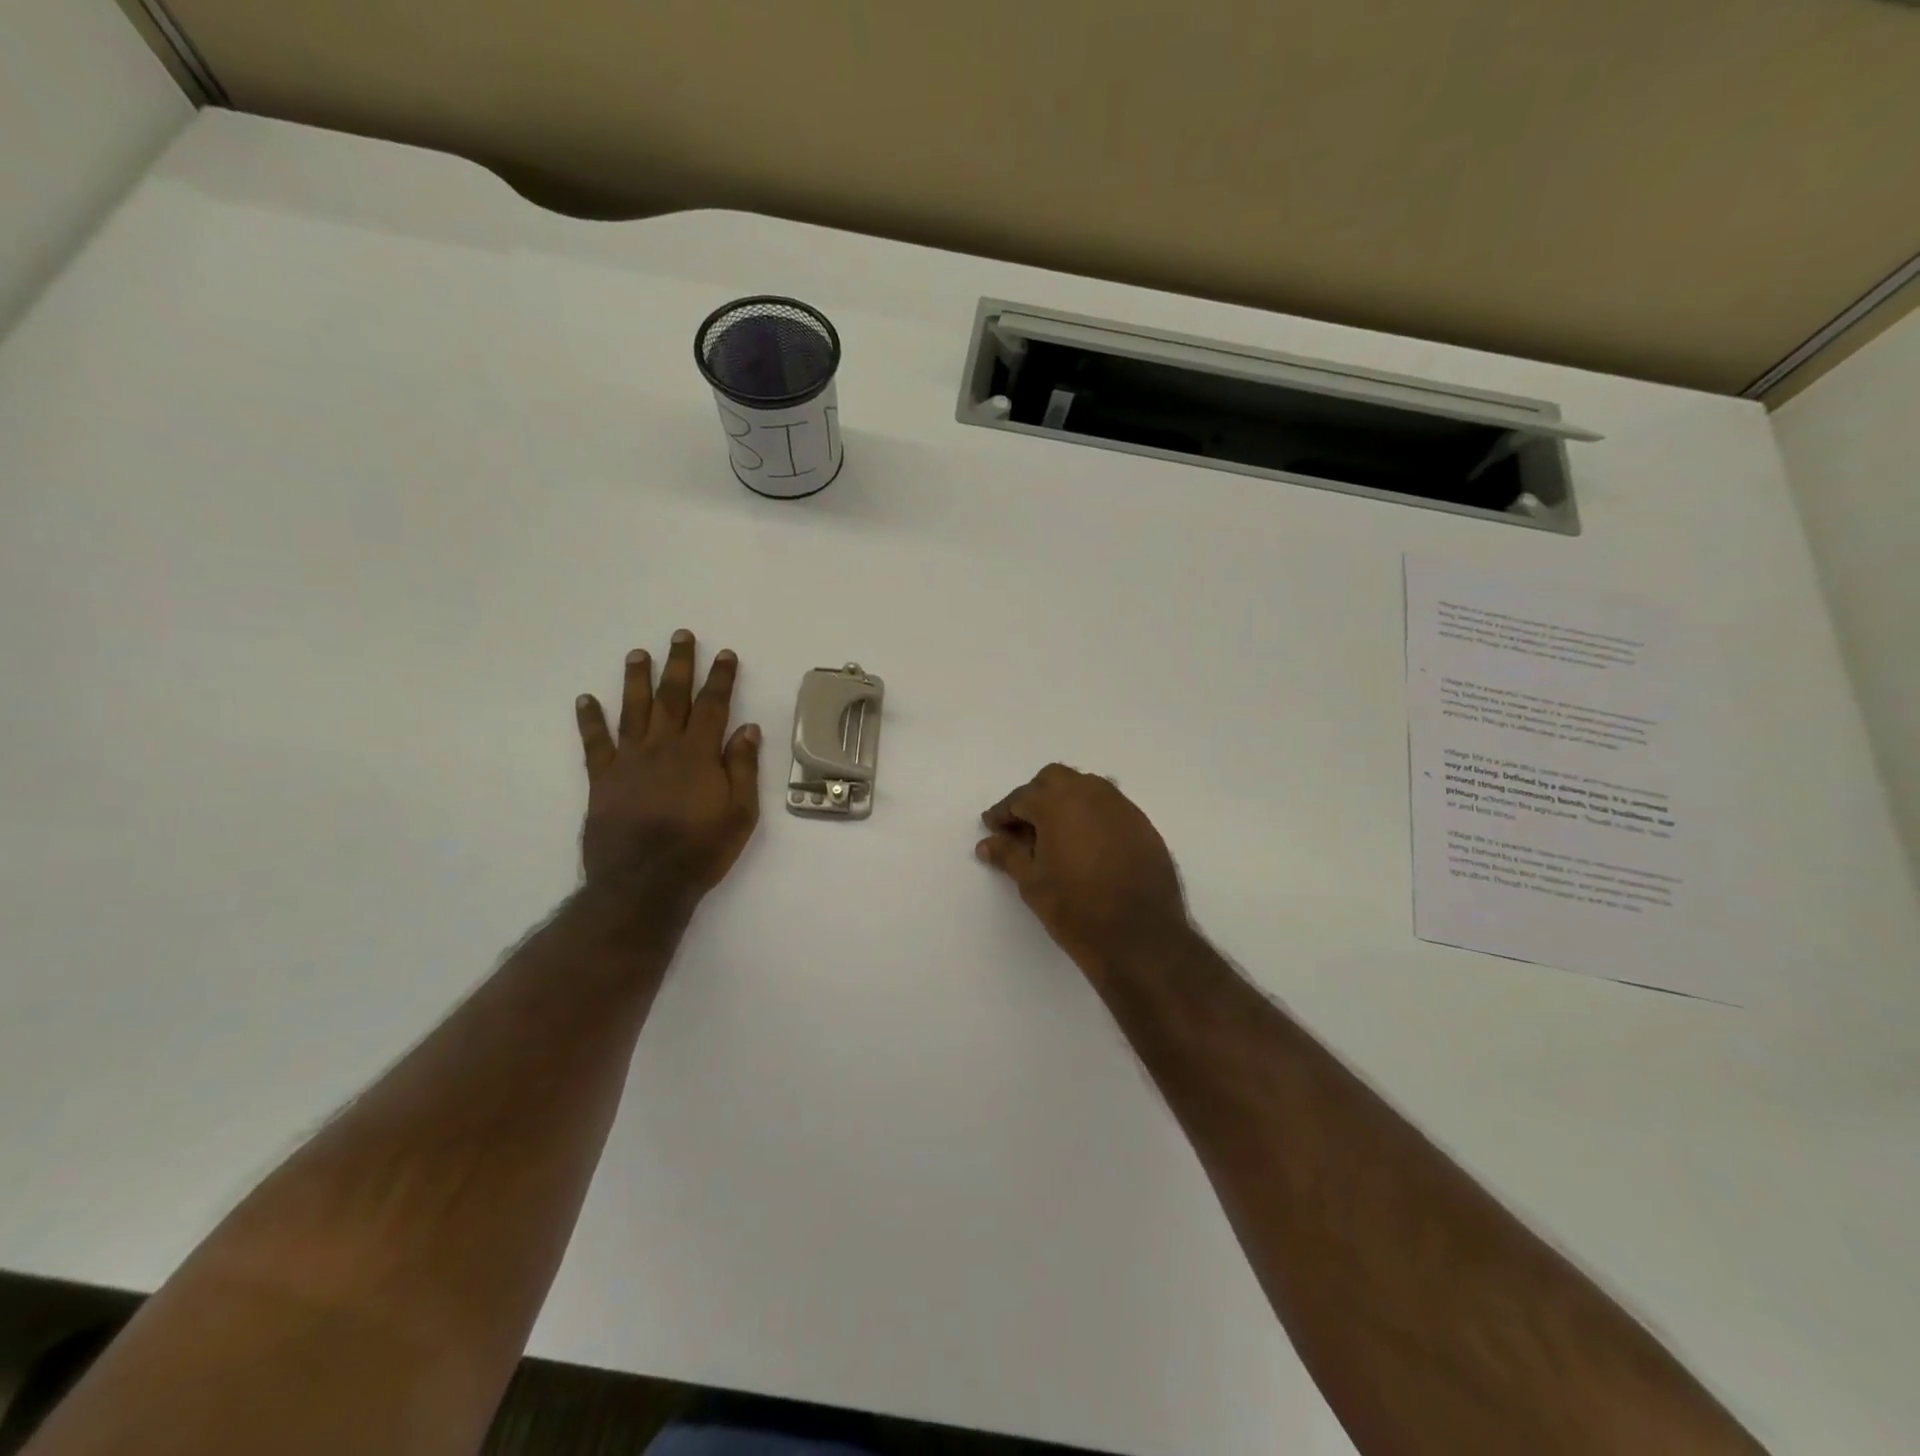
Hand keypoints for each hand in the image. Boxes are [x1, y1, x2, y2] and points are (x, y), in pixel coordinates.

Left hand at [575, 630, 760, 910]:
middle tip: (680, 636)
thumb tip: (747, 729)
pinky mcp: (602, 780)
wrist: (643, 884)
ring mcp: (628, 761)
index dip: (720, 678)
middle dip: (679, 665)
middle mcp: (662, 748)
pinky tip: (586, 699)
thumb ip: (743, 768)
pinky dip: (590, 720)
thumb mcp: (740, 814)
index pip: (713, 706)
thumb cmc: (701, 850)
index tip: (724, 654)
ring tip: (638, 653)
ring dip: (636, 680)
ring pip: (633, 710)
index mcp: (698, 754)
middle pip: (672, 697)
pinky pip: (595, 743)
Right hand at [976, 764, 1189, 975]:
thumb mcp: (1032, 882)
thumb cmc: (1075, 909)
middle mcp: (1091, 794)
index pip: (1021, 798)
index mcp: (1058, 802)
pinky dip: (1092, 817)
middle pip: (1054, 780)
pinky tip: (1086, 846)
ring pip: (1086, 788)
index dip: (1003, 814)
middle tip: (1023, 828)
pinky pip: (1110, 808)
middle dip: (1035, 798)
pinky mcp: (1143, 825)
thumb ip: (1009, 854)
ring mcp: (1122, 807)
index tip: (993, 829)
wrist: (1140, 938)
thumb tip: (987, 843)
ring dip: (1065, 802)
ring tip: (1054, 836)